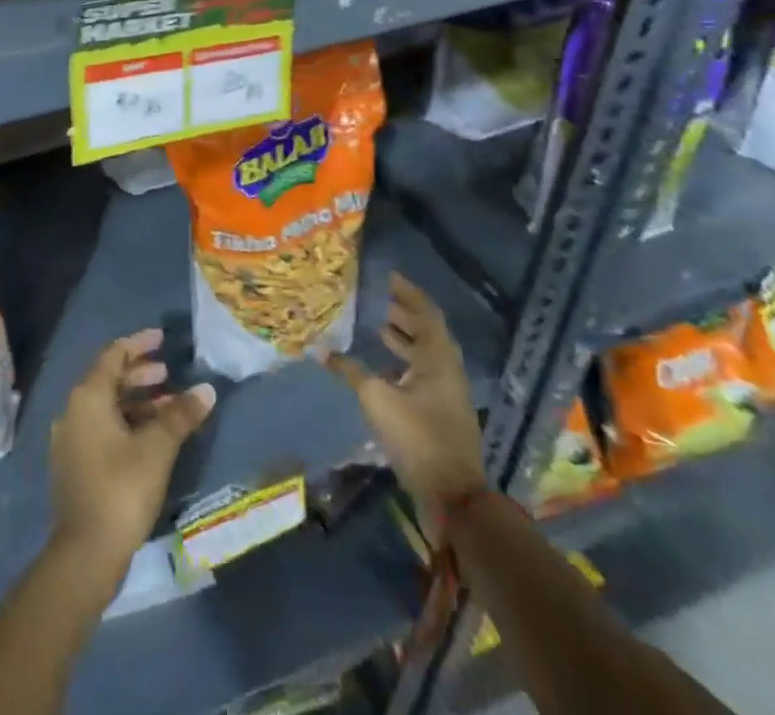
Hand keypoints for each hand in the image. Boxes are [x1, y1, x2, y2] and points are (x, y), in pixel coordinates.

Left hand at [48, 328, 214, 581]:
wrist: (85, 554)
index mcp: (88, 397)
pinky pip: (102, 429)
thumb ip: (181, 415)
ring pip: (107, 407)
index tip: (162, 339)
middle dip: (140, 374)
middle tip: (169, 374)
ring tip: (168, 407)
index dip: (139, 343)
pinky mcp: (75, 465)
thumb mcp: (157, 448)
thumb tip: (206, 389)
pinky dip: (127, 423)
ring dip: (137, 402)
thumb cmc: (121, 489)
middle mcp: (73, 411)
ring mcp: (71, 440)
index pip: (114, 355)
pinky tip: (151, 438)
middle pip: (109, 380)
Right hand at [323, 271, 487, 511]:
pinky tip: (382, 367)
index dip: (407, 293)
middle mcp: (447, 370)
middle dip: (404, 313)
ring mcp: (447, 394)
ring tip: (378, 326)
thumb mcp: (377, 399)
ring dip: (405, 338)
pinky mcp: (441, 413)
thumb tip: (321, 349)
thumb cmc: (417, 438)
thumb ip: (351, 371)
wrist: (453, 497)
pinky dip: (404, 362)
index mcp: (438, 358)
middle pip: (428, 332)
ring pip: (425, 354)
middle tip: (379, 298)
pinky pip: (422, 374)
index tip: (388, 276)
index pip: (426, 312)